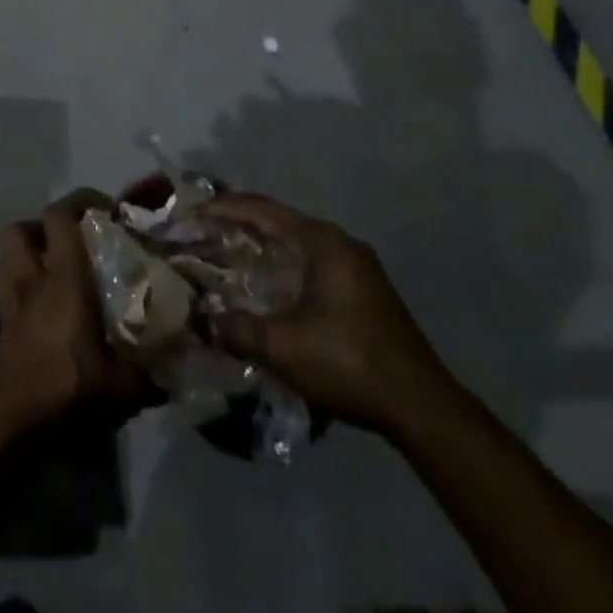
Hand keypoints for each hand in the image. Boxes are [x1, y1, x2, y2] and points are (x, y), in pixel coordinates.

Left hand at [0, 189, 148, 439]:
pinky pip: (4, 287)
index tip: (108, 210)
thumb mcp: (123, 388)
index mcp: (63, 279)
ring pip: (5, 254)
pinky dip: (18, 284)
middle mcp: (32, 280)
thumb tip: (180, 362)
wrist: (9, 430)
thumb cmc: (66, 393)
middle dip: (45, 225)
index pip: (61, 217)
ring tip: (53, 263)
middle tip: (75, 239)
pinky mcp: (0, 327)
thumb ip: (151, 370)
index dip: (82, 202)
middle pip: (22, 228)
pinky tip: (39, 302)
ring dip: (26, 250)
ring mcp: (10, 302)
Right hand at [204, 193, 456, 441]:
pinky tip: (269, 281)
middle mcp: (339, 241)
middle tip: (204, 229)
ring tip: (229, 251)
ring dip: (264, 242)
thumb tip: (202, 322)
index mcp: (321, 241)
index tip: (192, 211)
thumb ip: (238, 330)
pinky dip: (284, 260)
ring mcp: (356, 263)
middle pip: (280, 219)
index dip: (223, 208)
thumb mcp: (284, 348)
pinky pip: (312, 258)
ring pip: (298, 239)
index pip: (262, 210)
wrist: (421, 405)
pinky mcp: (364, 287)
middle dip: (240, 221)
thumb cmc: (349, 363)